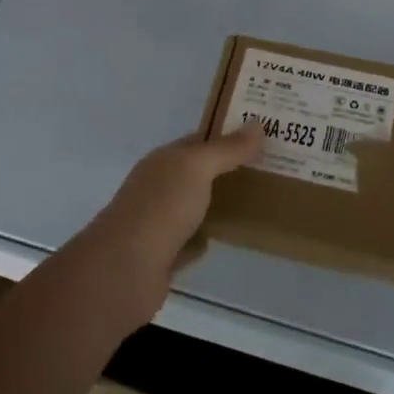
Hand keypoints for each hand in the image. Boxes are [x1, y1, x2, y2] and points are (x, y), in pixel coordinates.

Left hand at [75, 127, 263, 323]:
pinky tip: (224, 237)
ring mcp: (158, 222)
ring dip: (217, 203)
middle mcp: (157, 187)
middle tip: (268, 168)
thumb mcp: (197, 167)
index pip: (198, 140)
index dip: (228, 136)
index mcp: (163, 161)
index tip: (262, 136)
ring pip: (193, 206)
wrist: (125, 270)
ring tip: (256, 201)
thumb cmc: (161, 208)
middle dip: (227, 169)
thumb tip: (257, 124)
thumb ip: (227, 149)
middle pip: (197, 173)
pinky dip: (204, 238)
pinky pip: (189, 242)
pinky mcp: (162, 256)